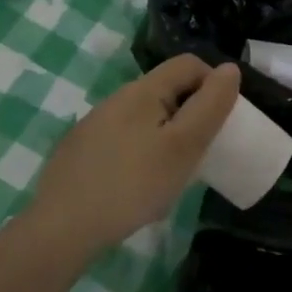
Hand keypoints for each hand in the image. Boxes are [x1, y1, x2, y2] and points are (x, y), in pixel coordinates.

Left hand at [25, 55, 240, 255]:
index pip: (189, 64)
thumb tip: (228, 69)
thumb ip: (210, 106)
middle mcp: (116, 98)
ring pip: (145, 118)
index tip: (221, 123)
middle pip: (167, 90)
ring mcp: (94, 124)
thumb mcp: (184, 146)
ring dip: (167, 137)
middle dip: (191, 115)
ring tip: (171, 175)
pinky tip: (138, 187)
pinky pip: (124, 139)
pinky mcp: (81, 150)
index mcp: (142, 90)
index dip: (214, 85)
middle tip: (200, 153)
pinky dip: (142, 153)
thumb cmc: (133, 184)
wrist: (63, 227)